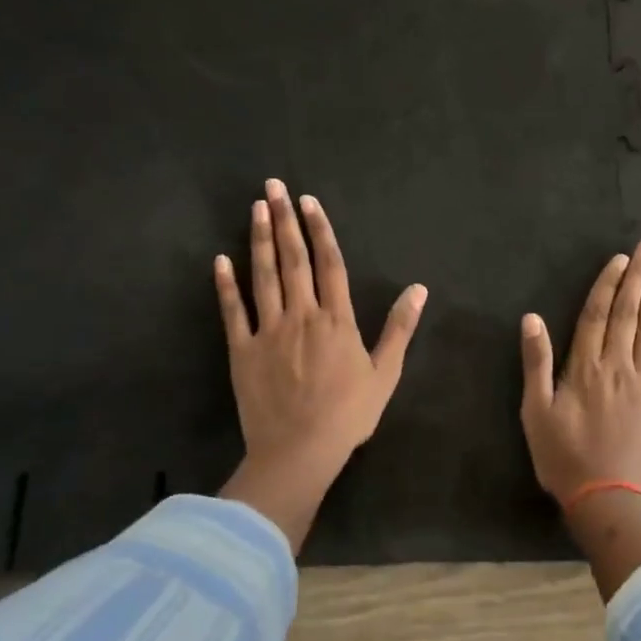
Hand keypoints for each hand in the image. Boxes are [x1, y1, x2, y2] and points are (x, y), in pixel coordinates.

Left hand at [215, 180, 426, 551]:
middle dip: (284, 219)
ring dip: (259, 239)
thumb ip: (400, 328)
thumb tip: (419, 288)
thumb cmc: (348, 415)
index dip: (319, 229)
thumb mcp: (385, 373)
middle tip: (274, 187)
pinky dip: (226, 285)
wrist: (299, 453)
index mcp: (336, 319)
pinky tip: (221, 260)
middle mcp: (301, 314)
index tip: (309, 201)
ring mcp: (269, 330)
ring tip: (256, 208)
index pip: (329, 262)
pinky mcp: (242, 350)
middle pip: (293, 258)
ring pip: (263, 275)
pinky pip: (233, 311)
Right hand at [520, 241, 640, 505]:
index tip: (619, 259)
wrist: (612, 503)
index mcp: (586, 367)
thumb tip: (531, 317)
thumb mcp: (537, 413)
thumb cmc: (565, 458)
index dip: (608, 284)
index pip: (597, 314)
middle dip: (637, 278)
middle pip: (627, 314)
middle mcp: (619, 367)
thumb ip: (536, 363)